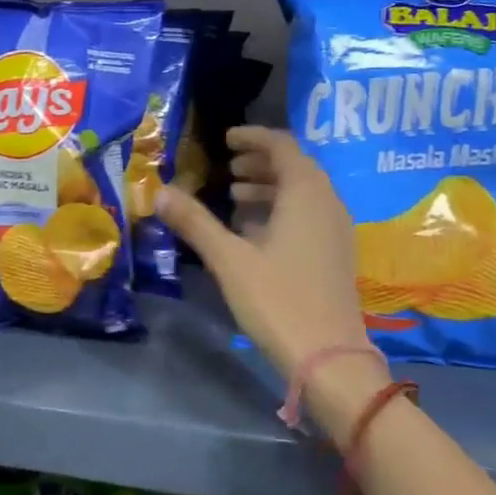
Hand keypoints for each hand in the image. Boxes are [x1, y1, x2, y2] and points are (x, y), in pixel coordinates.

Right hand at [156, 127, 387, 436]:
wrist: (329, 358)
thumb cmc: (277, 300)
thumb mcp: (229, 260)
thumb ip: (195, 222)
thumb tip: (160, 192)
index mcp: (306, 193)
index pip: (282, 145)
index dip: (253, 136)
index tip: (225, 139)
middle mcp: (327, 202)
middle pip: (295, 166)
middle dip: (260, 162)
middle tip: (227, 169)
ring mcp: (336, 229)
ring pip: (303, 192)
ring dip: (270, 187)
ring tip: (234, 198)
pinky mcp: (336, 253)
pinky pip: (309, 214)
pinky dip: (282, 210)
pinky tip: (255, 233)